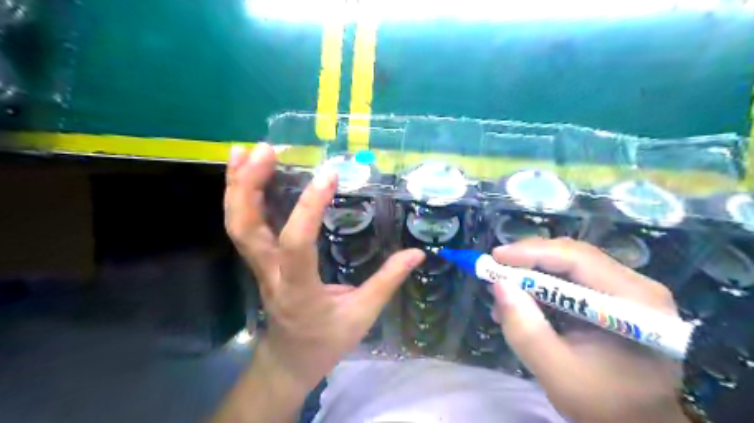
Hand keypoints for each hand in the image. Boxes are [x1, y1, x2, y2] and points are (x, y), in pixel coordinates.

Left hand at [223, 144, 421, 393]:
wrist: (289, 359)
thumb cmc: (325, 340)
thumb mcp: (362, 316)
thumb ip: (387, 282)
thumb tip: (416, 254)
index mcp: (299, 290)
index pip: (297, 244)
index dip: (309, 208)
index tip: (329, 175)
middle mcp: (271, 274)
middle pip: (245, 228)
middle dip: (249, 187)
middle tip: (266, 151)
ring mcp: (258, 267)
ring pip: (237, 225)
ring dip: (237, 186)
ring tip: (246, 151)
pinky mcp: (259, 261)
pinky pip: (243, 226)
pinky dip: (240, 197)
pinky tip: (245, 174)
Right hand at [490, 239, 687, 421]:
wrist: (639, 422)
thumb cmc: (606, 405)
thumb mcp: (558, 373)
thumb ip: (526, 331)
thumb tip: (498, 286)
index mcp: (635, 303)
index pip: (578, 259)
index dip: (533, 252)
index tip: (496, 257)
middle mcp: (636, 286)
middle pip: (573, 256)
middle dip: (529, 262)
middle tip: (494, 272)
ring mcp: (627, 289)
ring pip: (568, 264)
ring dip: (532, 275)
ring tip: (504, 294)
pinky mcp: (614, 296)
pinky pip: (571, 278)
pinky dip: (541, 286)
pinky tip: (523, 302)